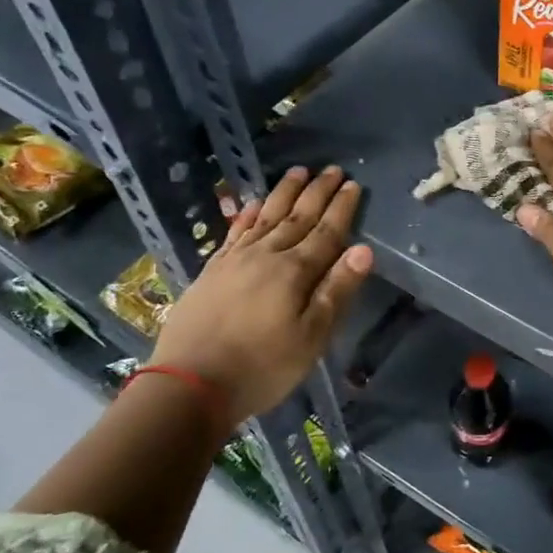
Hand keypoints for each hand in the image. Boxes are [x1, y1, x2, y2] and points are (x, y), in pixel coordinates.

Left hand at [151, 165, 372, 422]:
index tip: (353, 184)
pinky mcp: (212, 271)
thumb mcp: (311, 337)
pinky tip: (251, 205)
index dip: (342, 209)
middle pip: (297, 218)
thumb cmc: (262, 367)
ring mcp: (235, 261)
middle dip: (317, 193)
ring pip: (265, 217)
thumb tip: (363, 250)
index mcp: (295, 272)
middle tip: (332, 168)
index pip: (326, 233)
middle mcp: (266, 256)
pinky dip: (246, 216)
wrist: (189, 384)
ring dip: (284, 194)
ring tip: (298, 172)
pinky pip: (234, 233)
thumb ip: (336, 291)